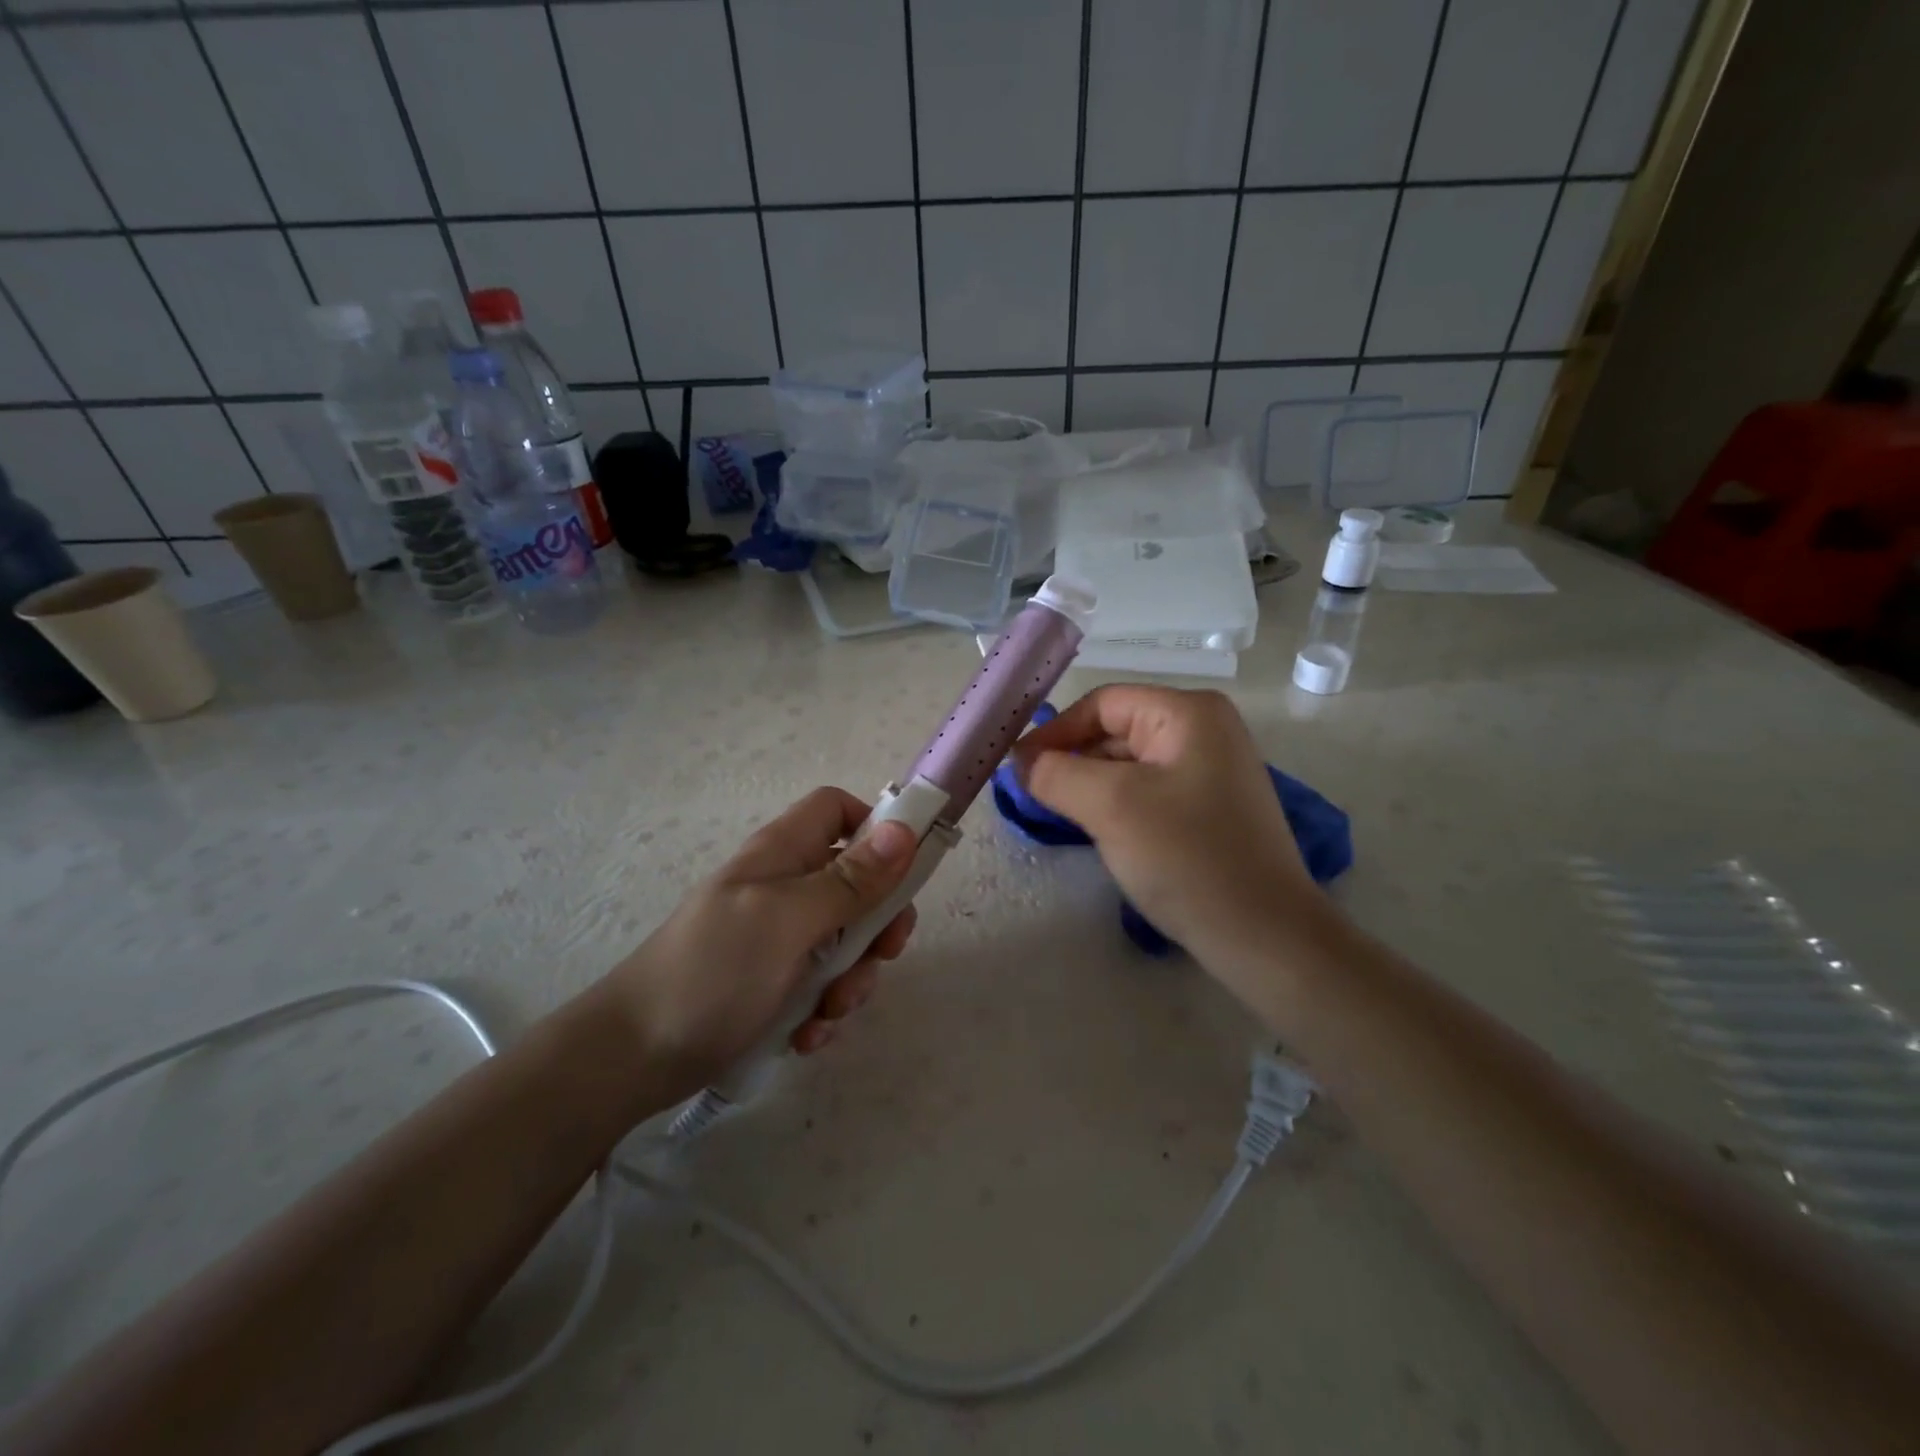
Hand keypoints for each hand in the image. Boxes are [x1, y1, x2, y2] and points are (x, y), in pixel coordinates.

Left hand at [602, 788, 918, 1100]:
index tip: (904, 871)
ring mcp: (778, 937)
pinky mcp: (772, 982)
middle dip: (876, 924)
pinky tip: (807, 1036)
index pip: (838, 809)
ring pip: (845, 940)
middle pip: (856, 882)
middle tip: (880, 956)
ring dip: (851, 978)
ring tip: (828, 1012)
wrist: (632, 1058)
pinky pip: (820, 984)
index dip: (876, 829)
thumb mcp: (788, 920)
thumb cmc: (712, 971)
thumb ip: (849, 879)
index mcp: (783, 854)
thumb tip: (904, 830)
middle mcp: (784, 887)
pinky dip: (822, 1009)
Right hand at [1012, 686, 1327, 980]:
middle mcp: (1203, 731)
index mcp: (1188, 713)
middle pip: (1115, 732)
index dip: (1055, 731)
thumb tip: (1022, 762)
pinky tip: (1094, 831)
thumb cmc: (1187, 857)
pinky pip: (1146, 792)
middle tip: (1027, 794)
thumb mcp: (1111, 806)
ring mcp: (1210, 771)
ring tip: (1053, 814)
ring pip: (1128, 765)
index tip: (1016, 768)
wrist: (1264, 936)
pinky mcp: (1208, 809)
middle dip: (1070, 760)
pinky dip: (1114, 806)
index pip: (1102, 704)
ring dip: (1088, 785)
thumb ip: (1056, 773)